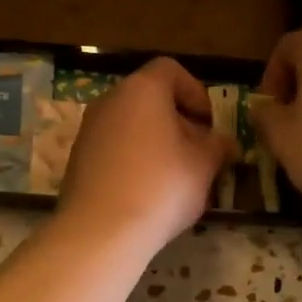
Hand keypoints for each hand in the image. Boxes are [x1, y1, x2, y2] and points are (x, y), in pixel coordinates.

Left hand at [56, 58, 234, 254]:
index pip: (171, 70)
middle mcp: (110, 100)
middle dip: (178, 122)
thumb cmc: (162, 186)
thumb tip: (224, 143)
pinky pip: (114, 150)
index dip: (196, 93)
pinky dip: (133, 162)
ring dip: (156, 144)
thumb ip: (218, 146)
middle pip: (150, 99)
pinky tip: (147, 194)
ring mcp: (88, 130)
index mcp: (142, 89)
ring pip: (131, 126)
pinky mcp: (77, 160)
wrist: (101, 230)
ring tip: (175, 179)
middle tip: (198, 155)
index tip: (208, 125)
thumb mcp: (204, 165)